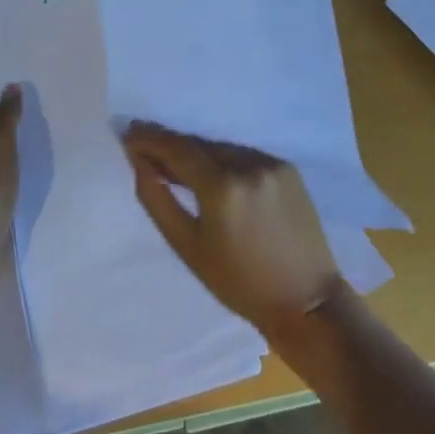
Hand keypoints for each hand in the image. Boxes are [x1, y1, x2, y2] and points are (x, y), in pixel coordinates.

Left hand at [0, 84, 21, 298]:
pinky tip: (28, 210)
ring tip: (38, 183)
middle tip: (39, 155)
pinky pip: (0, 214)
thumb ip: (6, 116)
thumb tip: (11, 86)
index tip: (29, 133)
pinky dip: (11, 210)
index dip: (5, 134)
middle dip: (9, 161)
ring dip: (10, 188)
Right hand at [121, 121, 341, 341]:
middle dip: (170, 144)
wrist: (305, 299)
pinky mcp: (288, 168)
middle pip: (200, 145)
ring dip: (197, 151)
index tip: (128, 133)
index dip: (150, 139)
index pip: (178, 149)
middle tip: (143, 143)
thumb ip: (158, 200)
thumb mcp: (189, 248)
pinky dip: (224, 160)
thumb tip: (139, 164)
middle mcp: (248, 164)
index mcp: (222, 186)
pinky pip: (245, 156)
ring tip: (173, 159)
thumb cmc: (239, 284)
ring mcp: (271, 163)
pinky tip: (211, 170)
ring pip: (222, 148)